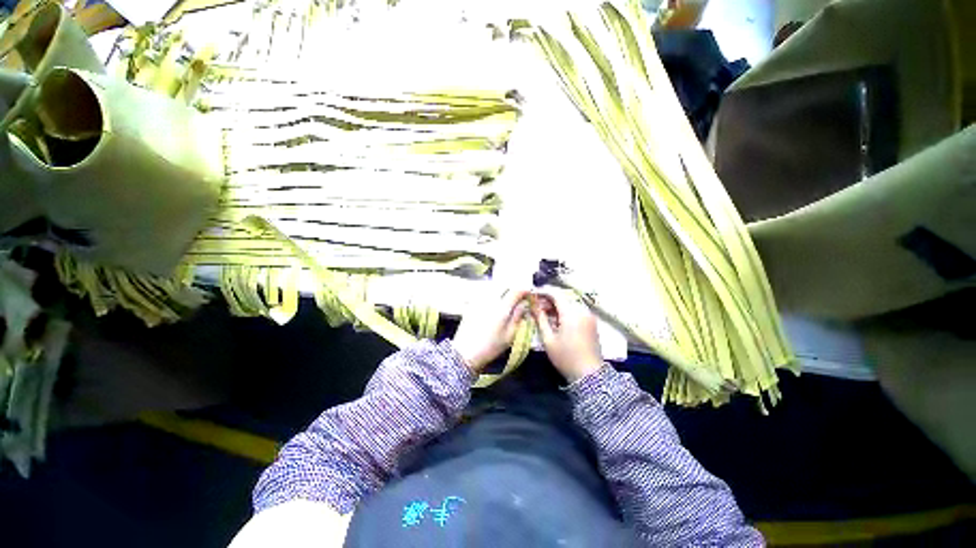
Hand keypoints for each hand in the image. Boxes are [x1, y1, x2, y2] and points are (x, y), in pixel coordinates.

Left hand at [452, 287, 530, 372]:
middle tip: (519, 295)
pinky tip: (493, 302)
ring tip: (507, 298)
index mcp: (501, 308)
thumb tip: (524, 305)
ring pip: (493, 287)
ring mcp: (479, 300)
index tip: (528, 293)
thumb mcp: (509, 335)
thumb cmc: (490, 347)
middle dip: (513, 288)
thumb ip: (518, 317)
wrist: (465, 352)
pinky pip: (484, 293)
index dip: (524, 290)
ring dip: (502, 289)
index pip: (515, 291)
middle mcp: (490, 300)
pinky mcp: (471, 304)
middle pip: (504, 286)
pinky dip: (492, 293)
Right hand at [530, 289, 602, 382]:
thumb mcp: (548, 339)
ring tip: (544, 313)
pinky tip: (556, 318)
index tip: (533, 295)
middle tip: (536, 306)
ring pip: (570, 302)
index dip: (543, 292)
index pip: (556, 293)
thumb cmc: (566, 357)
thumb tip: (533, 305)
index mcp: (571, 313)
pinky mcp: (591, 321)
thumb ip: (540, 318)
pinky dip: (565, 310)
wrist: (589, 375)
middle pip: (563, 296)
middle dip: (549, 298)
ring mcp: (589, 315)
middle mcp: (582, 310)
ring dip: (557, 304)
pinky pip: (576, 309)